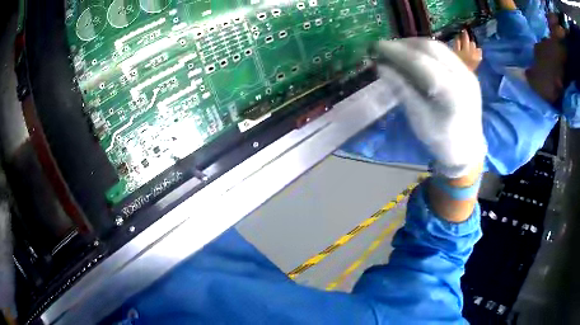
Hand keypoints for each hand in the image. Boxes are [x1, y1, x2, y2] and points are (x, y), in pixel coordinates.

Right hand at [374, 38, 485, 177]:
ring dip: (416, 44)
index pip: (420, 61)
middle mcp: (463, 76)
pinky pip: (446, 54)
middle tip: (386, 48)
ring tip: (399, 50)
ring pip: (439, 47)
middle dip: (405, 44)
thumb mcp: (419, 119)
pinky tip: (417, 56)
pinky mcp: (468, 73)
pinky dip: (428, 51)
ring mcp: (468, 73)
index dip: (396, 51)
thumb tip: (382, 67)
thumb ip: (402, 90)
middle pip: (431, 48)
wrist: (468, 150)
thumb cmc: (442, 140)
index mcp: (451, 92)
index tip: (376, 46)